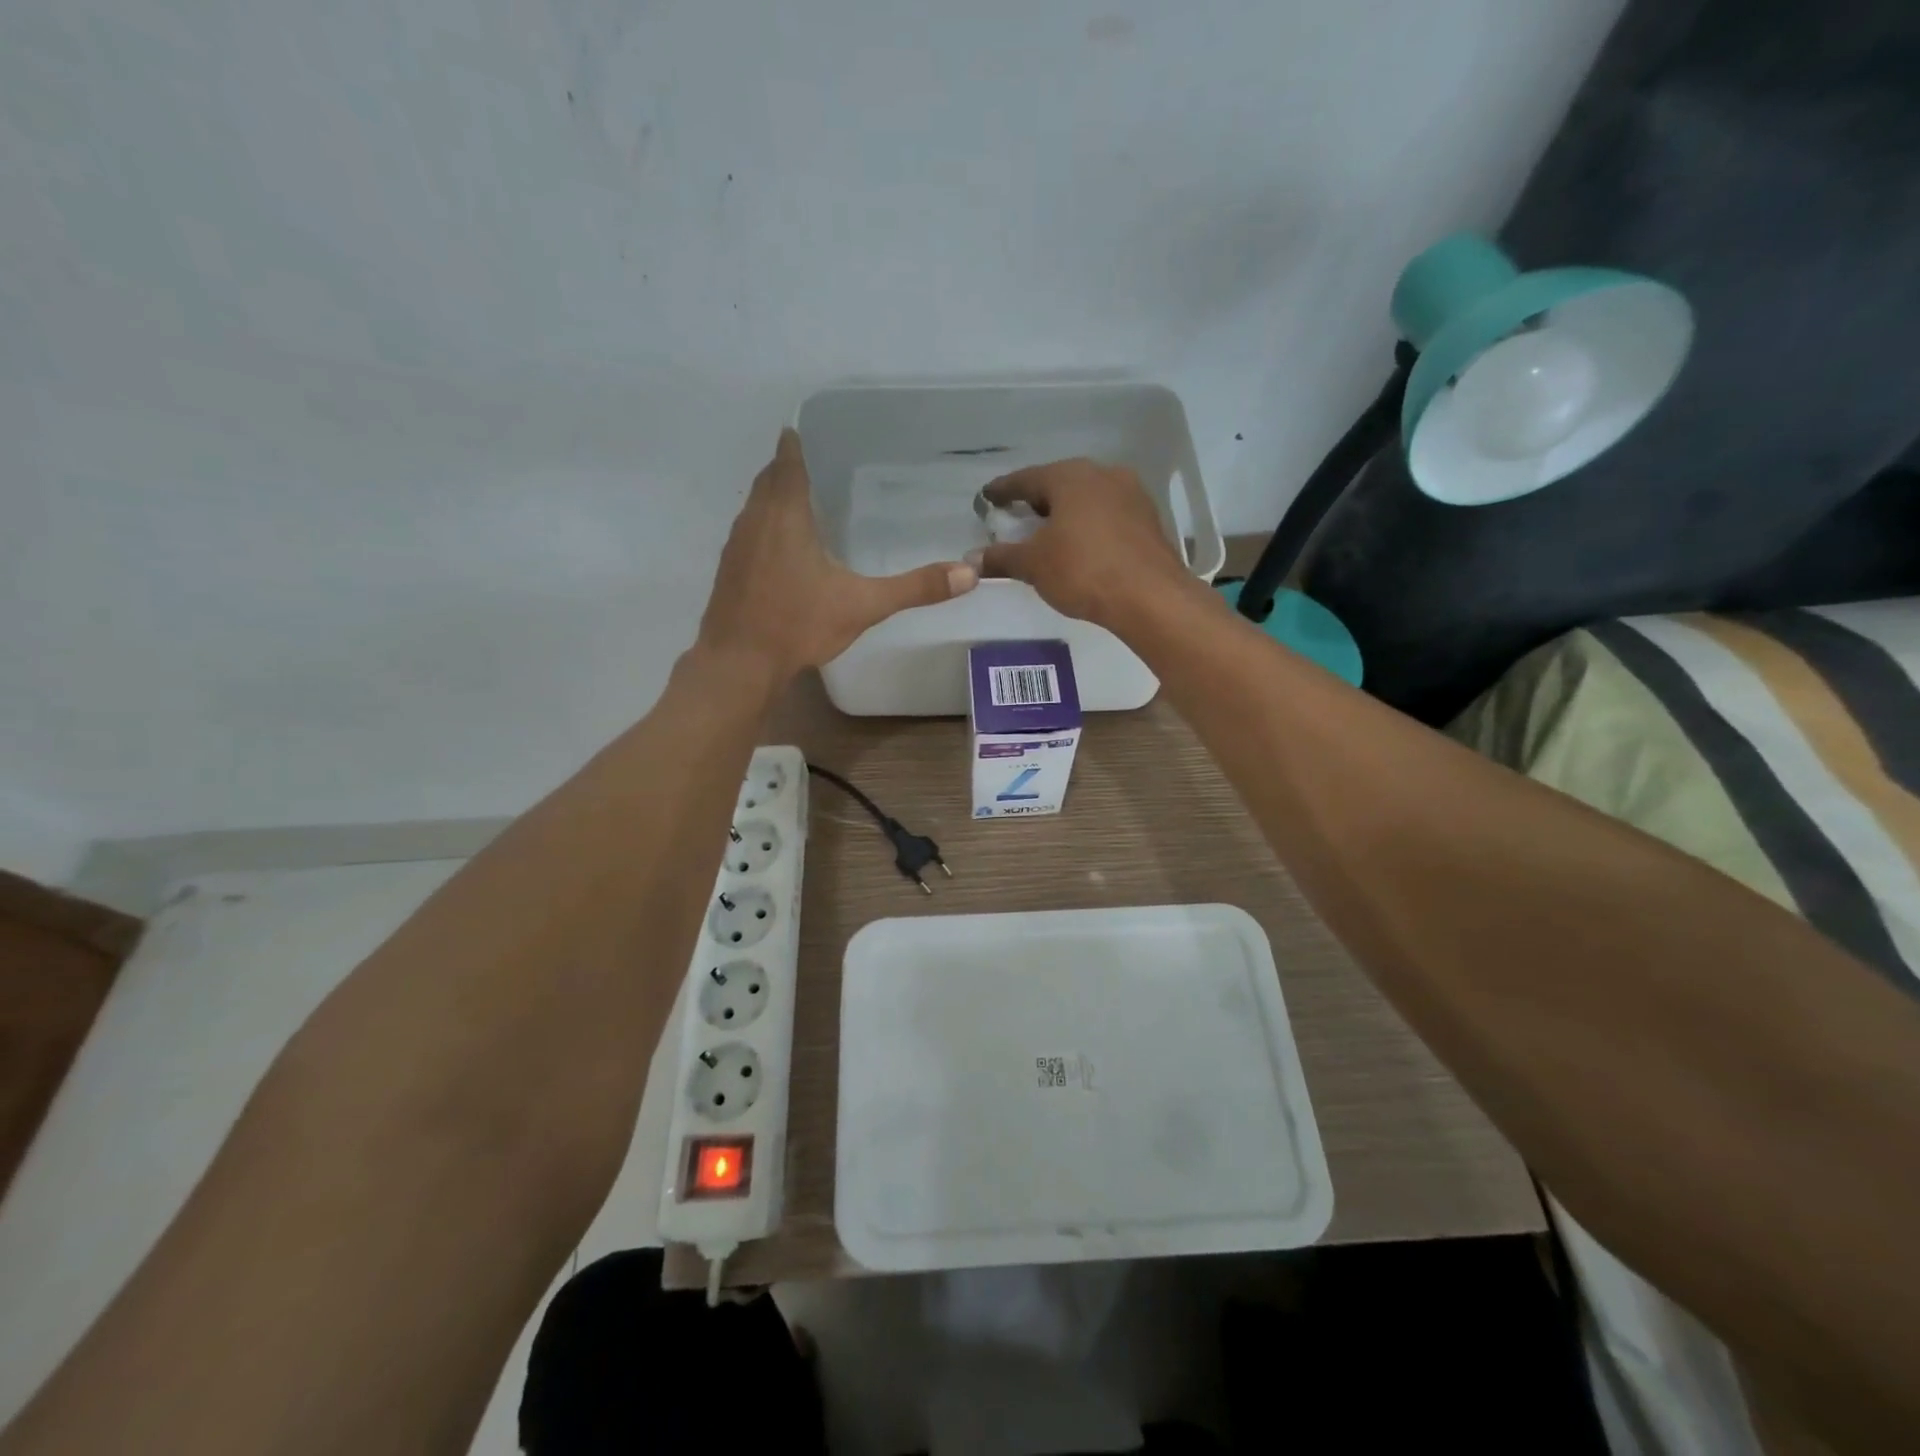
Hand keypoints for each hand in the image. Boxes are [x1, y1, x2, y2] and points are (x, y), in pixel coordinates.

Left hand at [697, 429, 977, 681]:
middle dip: (785, 468)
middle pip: (767, 480)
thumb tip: (968, 574)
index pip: (787, 464)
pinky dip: (763, 526)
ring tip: (799, 500)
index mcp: (785, 516)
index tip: (802, 430)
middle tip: (812, 463)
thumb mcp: (863, 605)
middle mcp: (755, 521)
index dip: (794, 445)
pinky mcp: (728, 571)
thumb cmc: (798, 624)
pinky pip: (748, 533)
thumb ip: (915, 588)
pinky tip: (780, 548)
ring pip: (754, 507)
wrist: (739, 663)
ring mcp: (736, 546)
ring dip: (772, 497)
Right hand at [973, 459, 1193, 628]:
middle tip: (1017, 516)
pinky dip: (1088, 525)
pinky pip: (1107, 515)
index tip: (987, 497)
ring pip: (1087, 498)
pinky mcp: (1148, 519)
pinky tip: (1081, 545)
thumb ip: (1001, 558)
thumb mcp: (1033, 565)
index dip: (1003, 490)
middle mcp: (1102, 475)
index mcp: (1070, 476)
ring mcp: (1131, 495)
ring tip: (1048, 533)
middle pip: (1059, 483)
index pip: (1026, 478)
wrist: (1150, 597)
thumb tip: (972, 559)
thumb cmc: (1083, 570)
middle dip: (1037, 500)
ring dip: (1066, 513)